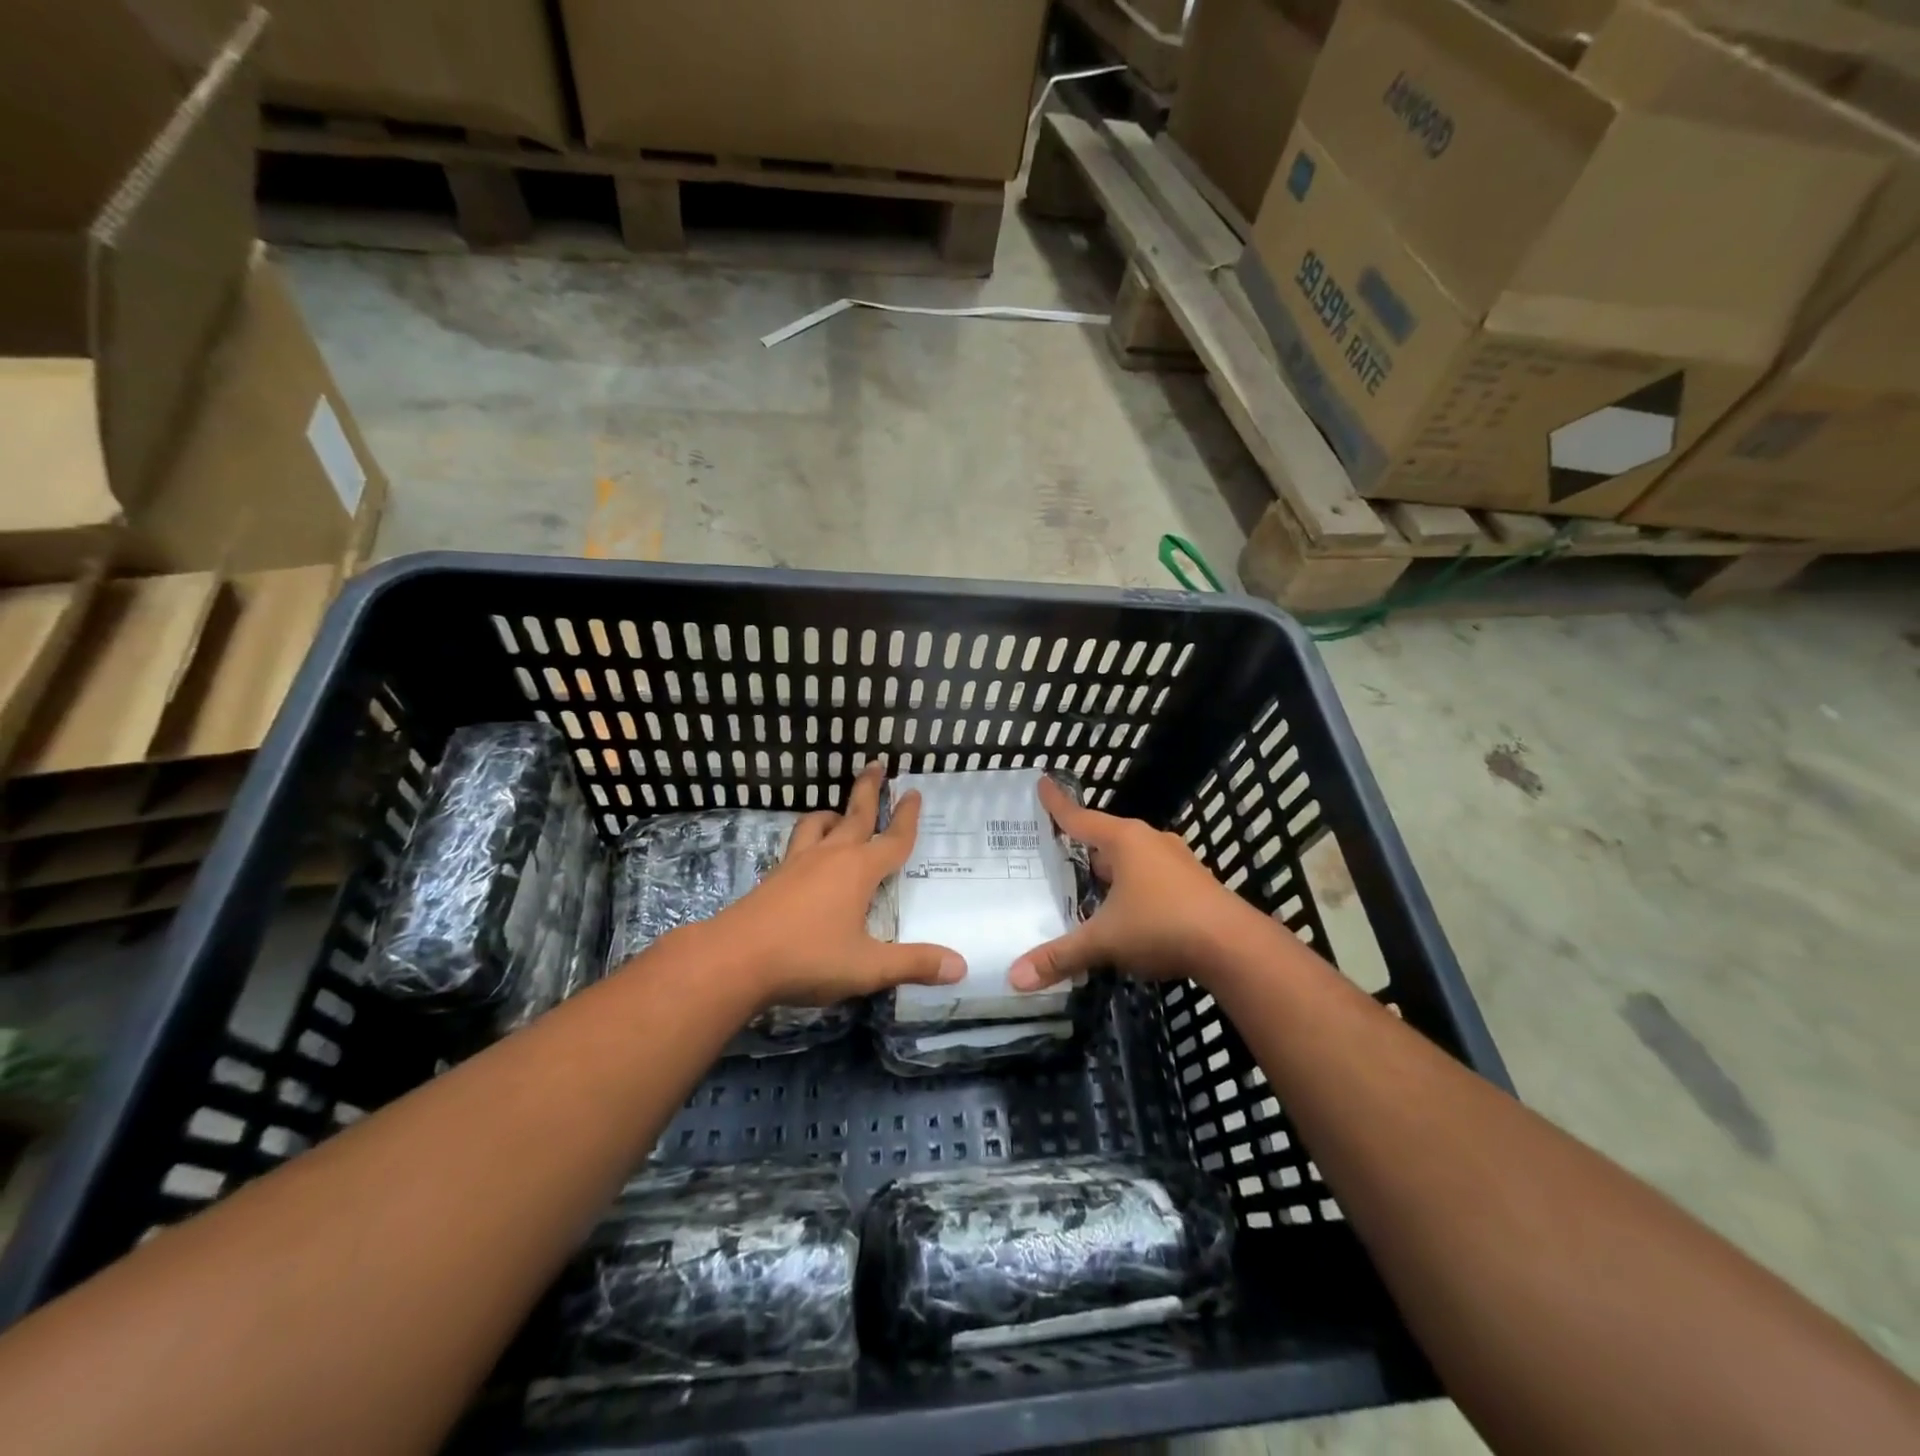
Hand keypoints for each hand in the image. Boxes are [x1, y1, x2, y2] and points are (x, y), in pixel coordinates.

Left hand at [708, 762, 965, 1008]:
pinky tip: (807, 854)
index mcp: (858, 871)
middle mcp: (830, 857)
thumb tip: (961, 966)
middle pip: (854, 815)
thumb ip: (913, 964)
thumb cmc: (807, 958)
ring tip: (839, 813)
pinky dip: (809, 837)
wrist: (734, 959)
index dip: (907, 818)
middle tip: (876, 764)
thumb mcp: (867, 967)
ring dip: (833, 813)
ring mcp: (797, 864)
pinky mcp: (774, 877)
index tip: (914, 792)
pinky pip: (797, 844)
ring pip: (818, 824)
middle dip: (868, 790)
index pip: (892, 840)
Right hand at [1009, 776, 1270, 992]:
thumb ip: (1060, 956)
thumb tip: (1015, 978)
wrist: (1234, 946)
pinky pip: (1153, 877)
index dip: (1057, 804)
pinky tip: (1130, 911)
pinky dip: (1135, 887)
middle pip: (1107, 837)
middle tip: (1060, 853)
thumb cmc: (1161, 926)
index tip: (1042, 782)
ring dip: (1113, 869)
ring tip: (1091, 886)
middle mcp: (1151, 841)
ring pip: (1133, 859)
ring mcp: (1177, 861)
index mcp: (1125, 841)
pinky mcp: (1195, 884)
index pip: (1080, 818)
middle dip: (1085, 846)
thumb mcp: (1104, 941)